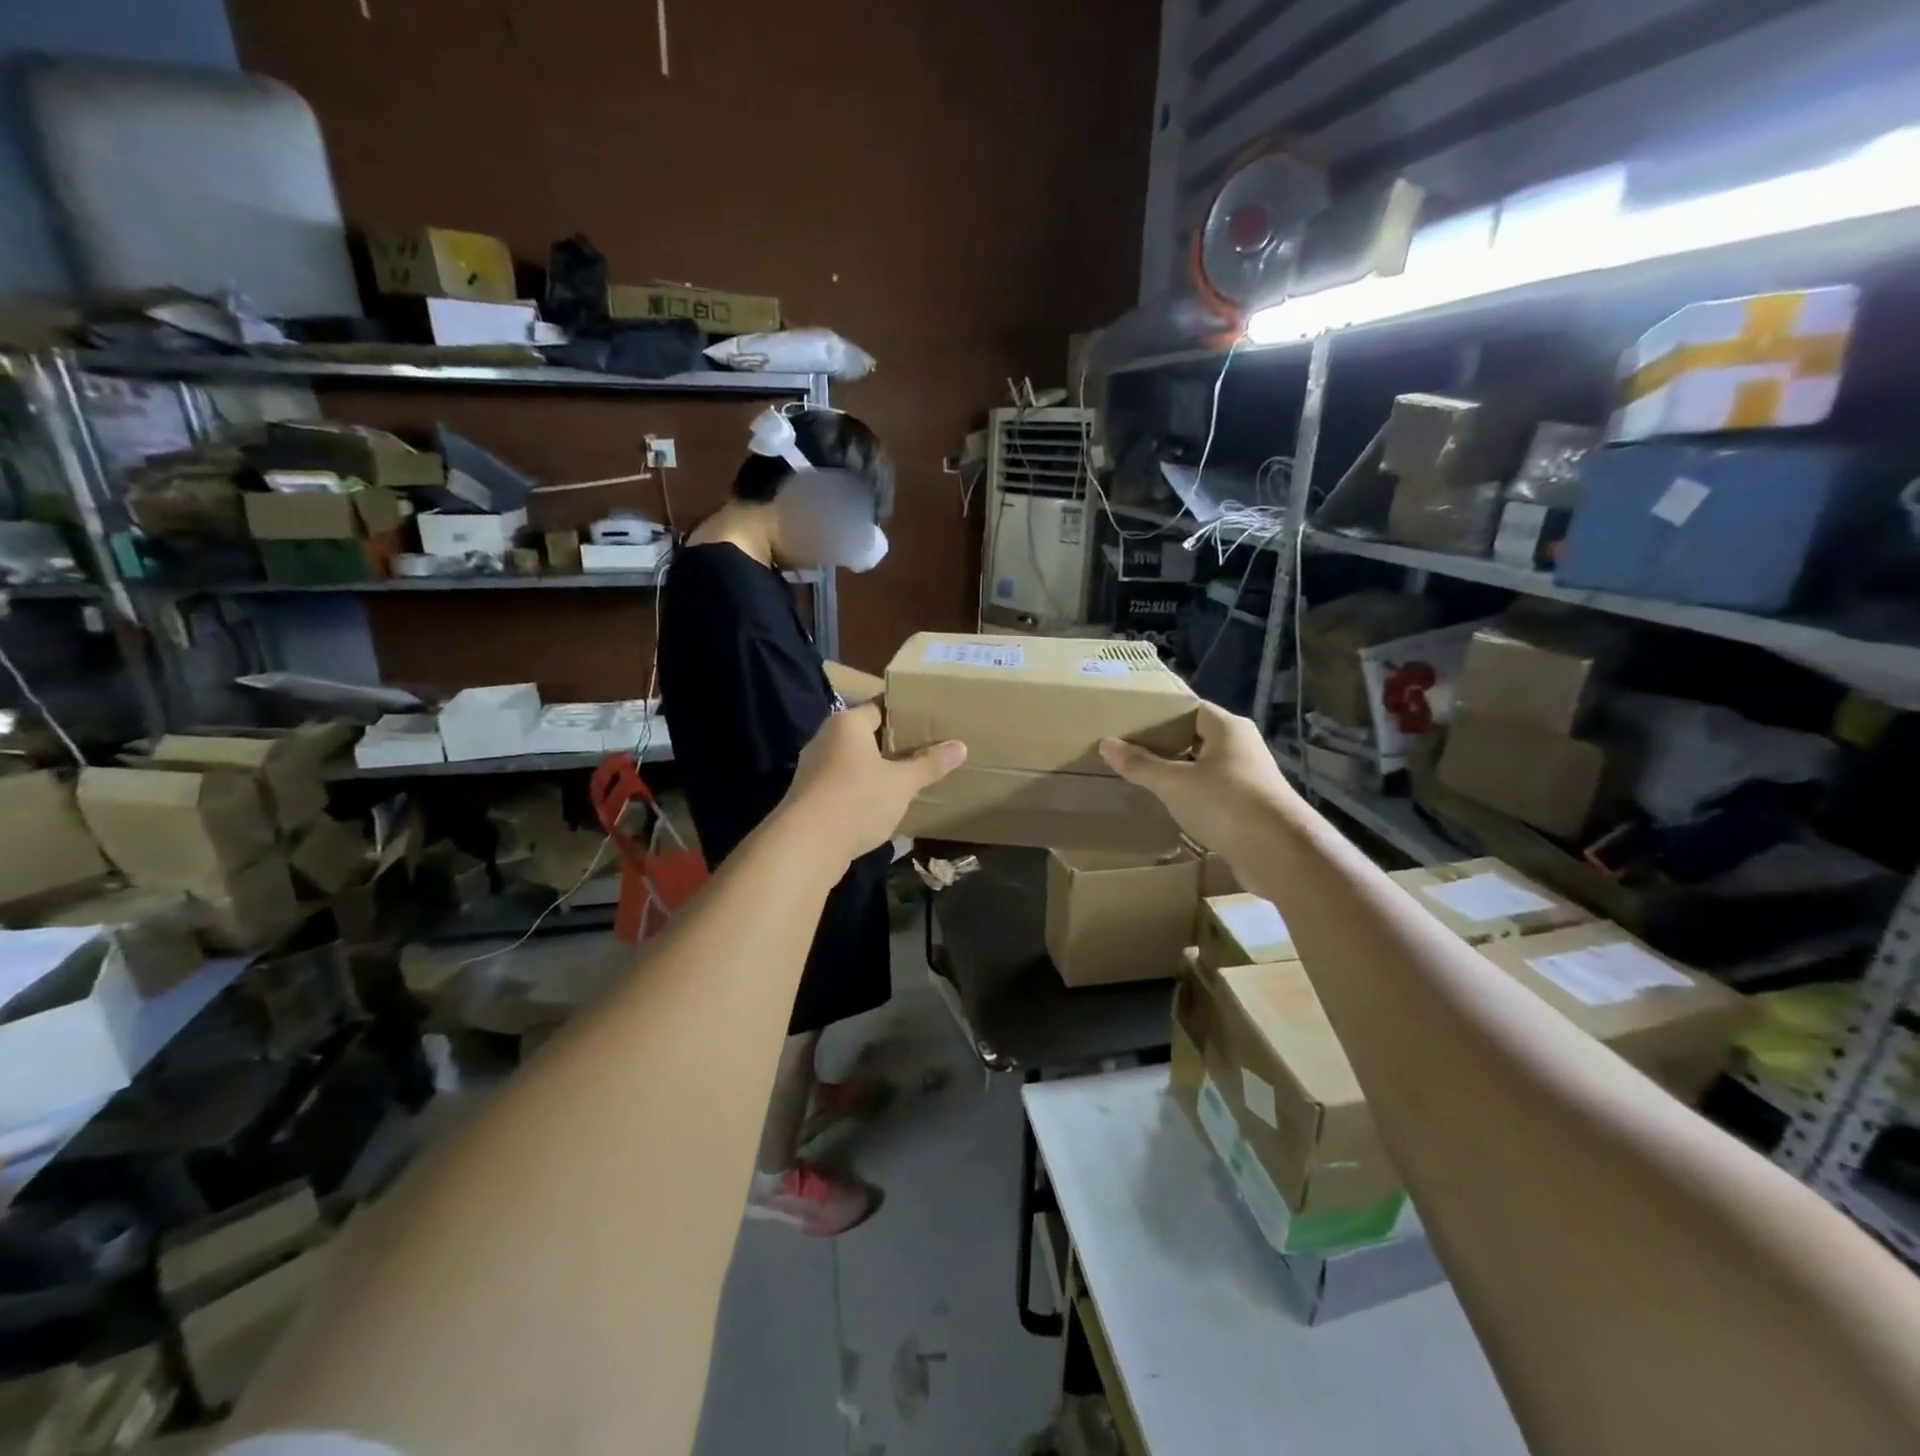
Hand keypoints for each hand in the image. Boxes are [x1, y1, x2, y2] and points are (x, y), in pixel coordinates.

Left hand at [781, 702, 965, 862]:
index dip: (905, 713)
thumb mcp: (902, 783)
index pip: (880, 706)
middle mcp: (826, 738)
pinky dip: (862, 790)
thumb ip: (930, 764)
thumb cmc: (857, 800)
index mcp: (847, 723)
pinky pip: (843, 784)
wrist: (805, 845)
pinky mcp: (810, 796)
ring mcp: (814, 769)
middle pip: (866, 734)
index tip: (930, 720)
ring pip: (854, 761)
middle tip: (927, 749)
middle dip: (894, 744)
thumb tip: (961, 747)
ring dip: (878, 769)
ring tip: (909, 777)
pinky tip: (882, 804)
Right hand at [1098, 702, 1303, 860]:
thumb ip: (1140, 764)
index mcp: (1227, 728)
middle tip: (1129, 751)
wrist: (1280, 853)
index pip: (1190, 709)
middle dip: (1165, 745)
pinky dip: (1192, 796)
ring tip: (1143, 778)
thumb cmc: (1225, 803)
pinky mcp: (1250, 807)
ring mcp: (1248, 778)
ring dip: (1179, 773)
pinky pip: (1213, 792)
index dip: (1160, 715)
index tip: (1130, 724)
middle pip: (1196, 737)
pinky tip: (1171, 806)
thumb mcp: (1174, 783)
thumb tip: (1106, 743)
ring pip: (1205, 767)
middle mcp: (1242, 746)